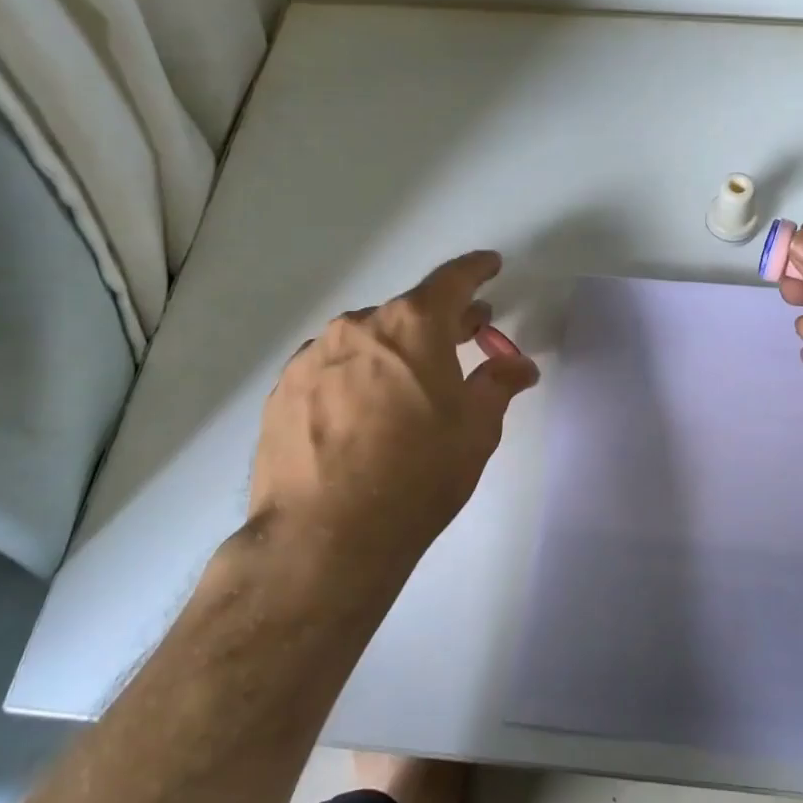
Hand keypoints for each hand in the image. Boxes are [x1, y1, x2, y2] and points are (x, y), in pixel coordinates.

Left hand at [245, 250, 538, 611]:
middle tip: (467, 334)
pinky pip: (332, 368)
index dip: (477, 270)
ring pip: (367, 340)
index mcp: (412, 326)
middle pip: (409, 311)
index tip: (490, 266)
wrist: (325, 536)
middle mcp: (359, 327)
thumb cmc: (417, 475)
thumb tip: (518, 366)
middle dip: (442, 321)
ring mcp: (313, 357)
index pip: (453, 280)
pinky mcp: (283, 390)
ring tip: (412, 383)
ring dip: (396, 350)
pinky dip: (357, 375)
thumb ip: (498, 385)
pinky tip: (365, 411)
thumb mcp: (476, 429)